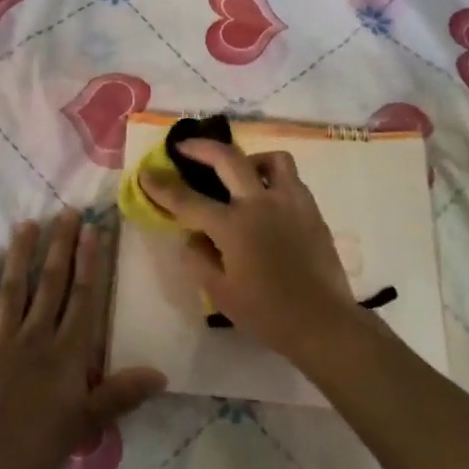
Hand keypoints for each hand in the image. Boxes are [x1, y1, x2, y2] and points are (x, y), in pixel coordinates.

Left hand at [0, 210, 166, 468]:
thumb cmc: (41, 443)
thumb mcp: (88, 421)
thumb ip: (121, 394)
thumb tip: (161, 374)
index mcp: (68, 352)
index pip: (83, 298)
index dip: (90, 263)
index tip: (93, 230)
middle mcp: (37, 335)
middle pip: (51, 284)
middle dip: (60, 246)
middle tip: (66, 212)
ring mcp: (2, 339)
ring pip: (13, 289)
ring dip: (21, 256)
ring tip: (26, 224)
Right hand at [138, 141, 364, 357]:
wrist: (322, 322)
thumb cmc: (267, 313)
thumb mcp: (220, 293)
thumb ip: (199, 258)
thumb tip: (192, 236)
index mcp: (233, 226)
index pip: (188, 200)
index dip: (162, 186)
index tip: (146, 172)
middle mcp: (260, 204)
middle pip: (228, 158)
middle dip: (201, 148)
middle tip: (185, 147)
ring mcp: (291, 202)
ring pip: (271, 159)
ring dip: (249, 159)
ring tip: (240, 174)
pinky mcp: (312, 210)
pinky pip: (291, 179)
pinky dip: (274, 179)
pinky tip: (267, 199)